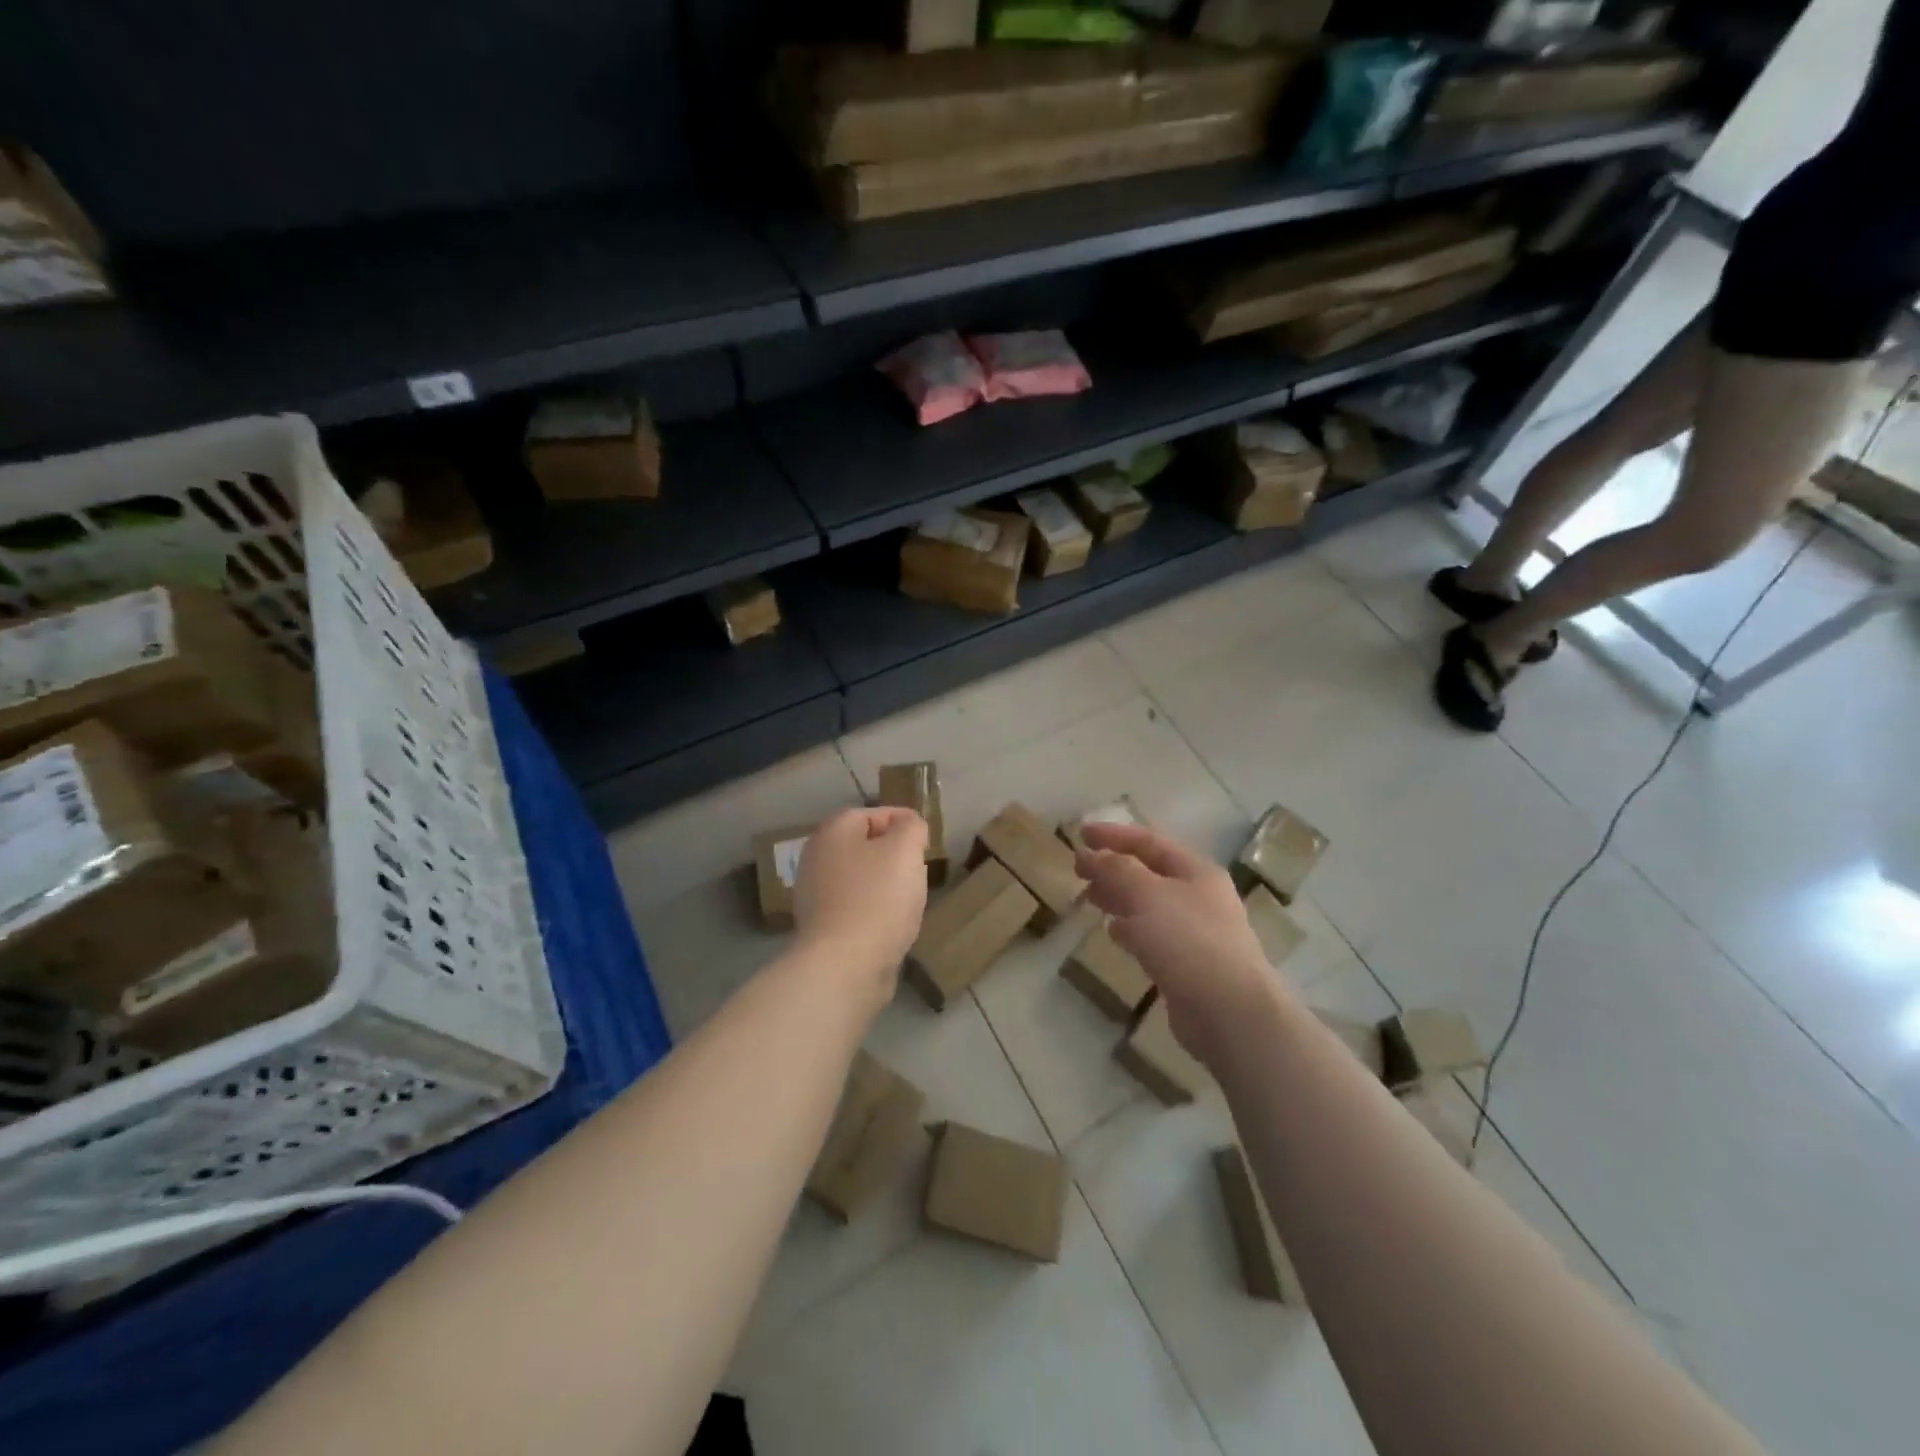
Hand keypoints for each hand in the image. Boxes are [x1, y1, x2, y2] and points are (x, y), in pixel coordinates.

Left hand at [793, 807, 929, 1002]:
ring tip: (910, 898)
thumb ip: (911, 827)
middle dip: (892, 854)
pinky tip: (891, 924)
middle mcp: (816, 858)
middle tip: (919, 868)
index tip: (926, 840)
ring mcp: (814, 895)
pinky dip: (873, 910)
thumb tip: (908, 824)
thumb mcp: (905, 850)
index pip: (871, 813)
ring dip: (883, 884)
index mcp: (832, 832)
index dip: (902, 821)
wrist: (844, 966)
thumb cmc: (877, 898)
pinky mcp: (821, 928)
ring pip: (858, 878)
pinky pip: (854, 907)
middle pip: (862, 846)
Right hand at [1075, 822, 1281, 1064]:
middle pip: (1149, 872)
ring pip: (1148, 904)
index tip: (1080, 834)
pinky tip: (1113, 932)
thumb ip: (1117, 870)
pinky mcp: (1187, 965)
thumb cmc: (1190, 942)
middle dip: (1113, 866)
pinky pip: (1152, 935)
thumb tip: (1093, 855)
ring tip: (1090, 897)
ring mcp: (1195, 932)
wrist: (1231, 1013)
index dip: (1113, 834)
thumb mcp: (1148, 895)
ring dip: (1118, 896)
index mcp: (1196, 871)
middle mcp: (1198, 896)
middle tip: (1079, 869)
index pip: (1149, 841)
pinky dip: (1129, 928)